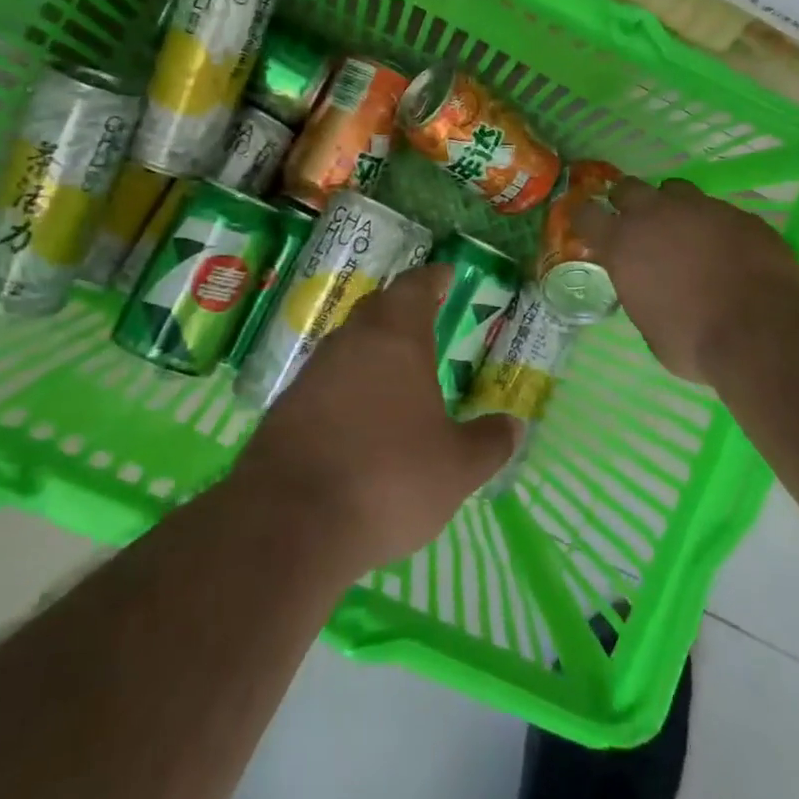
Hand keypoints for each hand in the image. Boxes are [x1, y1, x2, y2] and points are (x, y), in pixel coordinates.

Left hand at [233, 264, 516, 575]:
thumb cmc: (388, 479)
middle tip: (427, 319)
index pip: (415, 287)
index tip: (446, 275)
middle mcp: (350, 342)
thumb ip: (489, 442)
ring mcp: (312, 373)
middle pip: (377, 308)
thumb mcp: (457, 468)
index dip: (433, 278)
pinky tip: (359, 416)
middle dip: (402, 309)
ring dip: (373, 349)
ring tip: (398, 371)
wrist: (289, 523)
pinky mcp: (285, 408)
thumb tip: (514, 426)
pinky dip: (348, 386)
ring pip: (348, 344)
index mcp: (396, 338)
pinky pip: (326, 380)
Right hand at [574, 177, 798, 383]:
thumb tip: (649, 290)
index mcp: (623, 245)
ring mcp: (700, 208)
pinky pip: (715, 209)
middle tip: (638, 225)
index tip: (589, 229)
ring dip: (671, 206)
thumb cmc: (694, 341)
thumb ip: (642, 295)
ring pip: (674, 190)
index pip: (587, 215)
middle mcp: (656, 215)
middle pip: (628, 188)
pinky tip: (725, 248)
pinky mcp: (738, 213)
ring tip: (683, 231)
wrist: (762, 329)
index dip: (585, 220)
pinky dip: (712, 224)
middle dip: (627, 203)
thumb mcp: (650, 328)